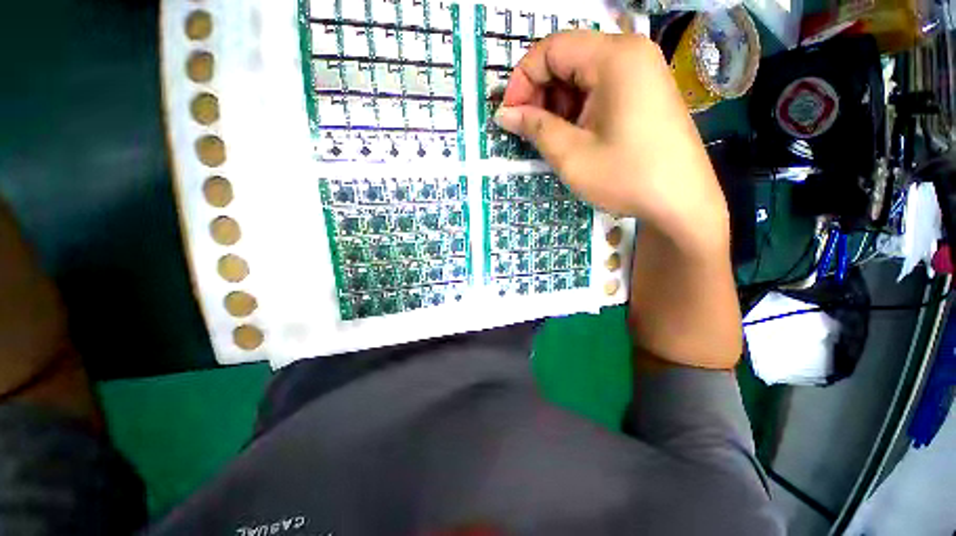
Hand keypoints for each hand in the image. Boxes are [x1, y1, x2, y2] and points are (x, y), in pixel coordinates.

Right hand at [495, 31, 729, 252]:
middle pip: (567, 58)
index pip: (551, 48)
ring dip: (556, 104)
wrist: (681, 201)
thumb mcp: (571, 155)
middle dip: (539, 93)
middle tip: (527, 130)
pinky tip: (571, 135)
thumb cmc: (625, 177)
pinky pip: (599, 89)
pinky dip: (577, 109)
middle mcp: (630, 53)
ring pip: (582, 75)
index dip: (522, 79)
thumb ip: (534, 128)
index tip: (509, 115)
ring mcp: (641, 72)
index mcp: (614, 57)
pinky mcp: (643, 92)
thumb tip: (504, 114)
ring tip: (549, 138)